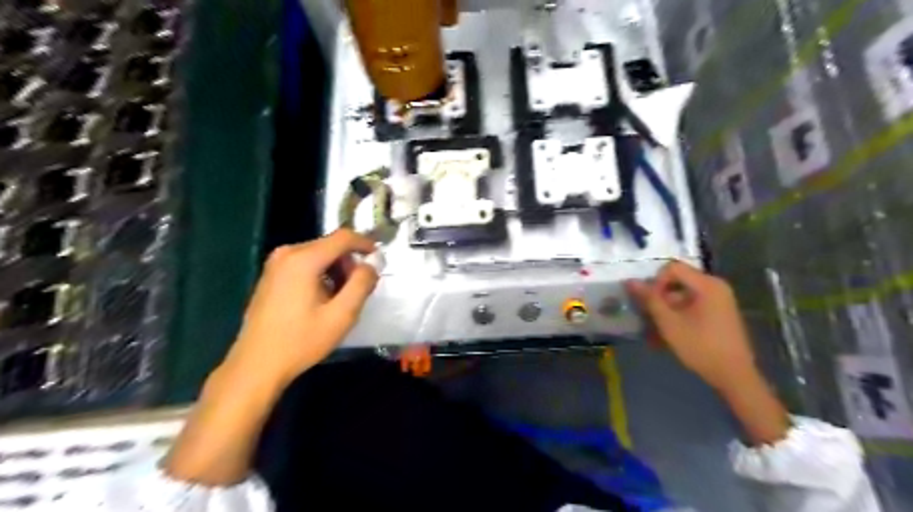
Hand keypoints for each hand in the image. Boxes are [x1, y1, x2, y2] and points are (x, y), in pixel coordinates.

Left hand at [225, 231, 377, 384]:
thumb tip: (372, 264)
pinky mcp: (271, 275)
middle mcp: (287, 254)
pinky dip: (321, 274)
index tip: (379, 259)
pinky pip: (305, 263)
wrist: (256, 365)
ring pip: (318, 254)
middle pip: (330, 245)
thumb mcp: (341, 315)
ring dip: (336, 269)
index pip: (343, 237)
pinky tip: (323, 299)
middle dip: (350, 262)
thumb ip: (362, 284)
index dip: (365, 244)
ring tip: (342, 297)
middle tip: (360, 288)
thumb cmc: (301, 341)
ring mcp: (276, 264)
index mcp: (304, 260)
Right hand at [630, 261, 755, 391]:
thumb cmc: (700, 346)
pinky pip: (692, 305)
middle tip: (648, 316)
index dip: (655, 282)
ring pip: (682, 295)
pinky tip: (667, 334)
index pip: (672, 268)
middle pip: (677, 281)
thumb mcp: (669, 323)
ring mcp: (719, 300)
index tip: (650, 303)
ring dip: (665, 309)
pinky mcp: (718, 312)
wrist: (734, 376)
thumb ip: (650, 299)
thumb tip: (630, 281)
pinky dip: (677, 315)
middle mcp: (715, 286)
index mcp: (707, 284)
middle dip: (659, 298)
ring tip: (654, 331)